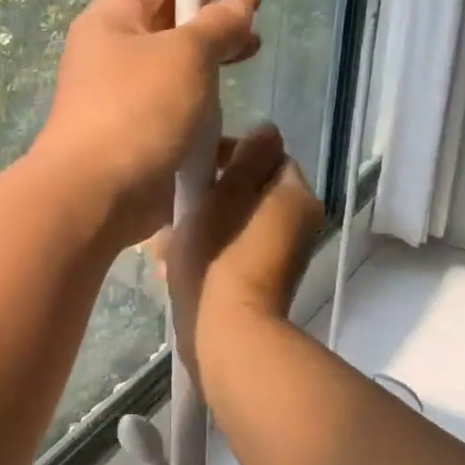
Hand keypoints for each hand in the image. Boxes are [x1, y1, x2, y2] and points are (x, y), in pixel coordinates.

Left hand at [32, 0, 260, 247]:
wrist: (95, 196)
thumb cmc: (137, 111)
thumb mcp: (185, 55)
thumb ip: (219, 23)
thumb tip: (242, 0)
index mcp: (113, 17)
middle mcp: (114, 50)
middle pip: (169, 14)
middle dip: (213, 12)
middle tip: (254, 21)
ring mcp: (124, 94)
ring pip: (175, 63)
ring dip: (212, 58)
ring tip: (251, 55)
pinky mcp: (137, 133)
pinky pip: (176, 106)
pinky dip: (204, 104)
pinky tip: (233, 114)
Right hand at [166, 125, 324, 380]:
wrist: (227, 334)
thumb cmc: (220, 255)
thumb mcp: (225, 193)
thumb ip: (247, 156)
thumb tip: (266, 130)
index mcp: (295, 196)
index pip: (266, 156)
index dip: (229, 154)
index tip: (194, 169)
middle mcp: (298, 223)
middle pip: (249, 191)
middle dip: (210, 194)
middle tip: (174, 206)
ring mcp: (282, 256)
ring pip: (237, 222)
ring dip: (204, 223)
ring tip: (166, 240)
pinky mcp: (262, 282)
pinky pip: (234, 251)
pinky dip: (209, 250)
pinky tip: (173, 264)